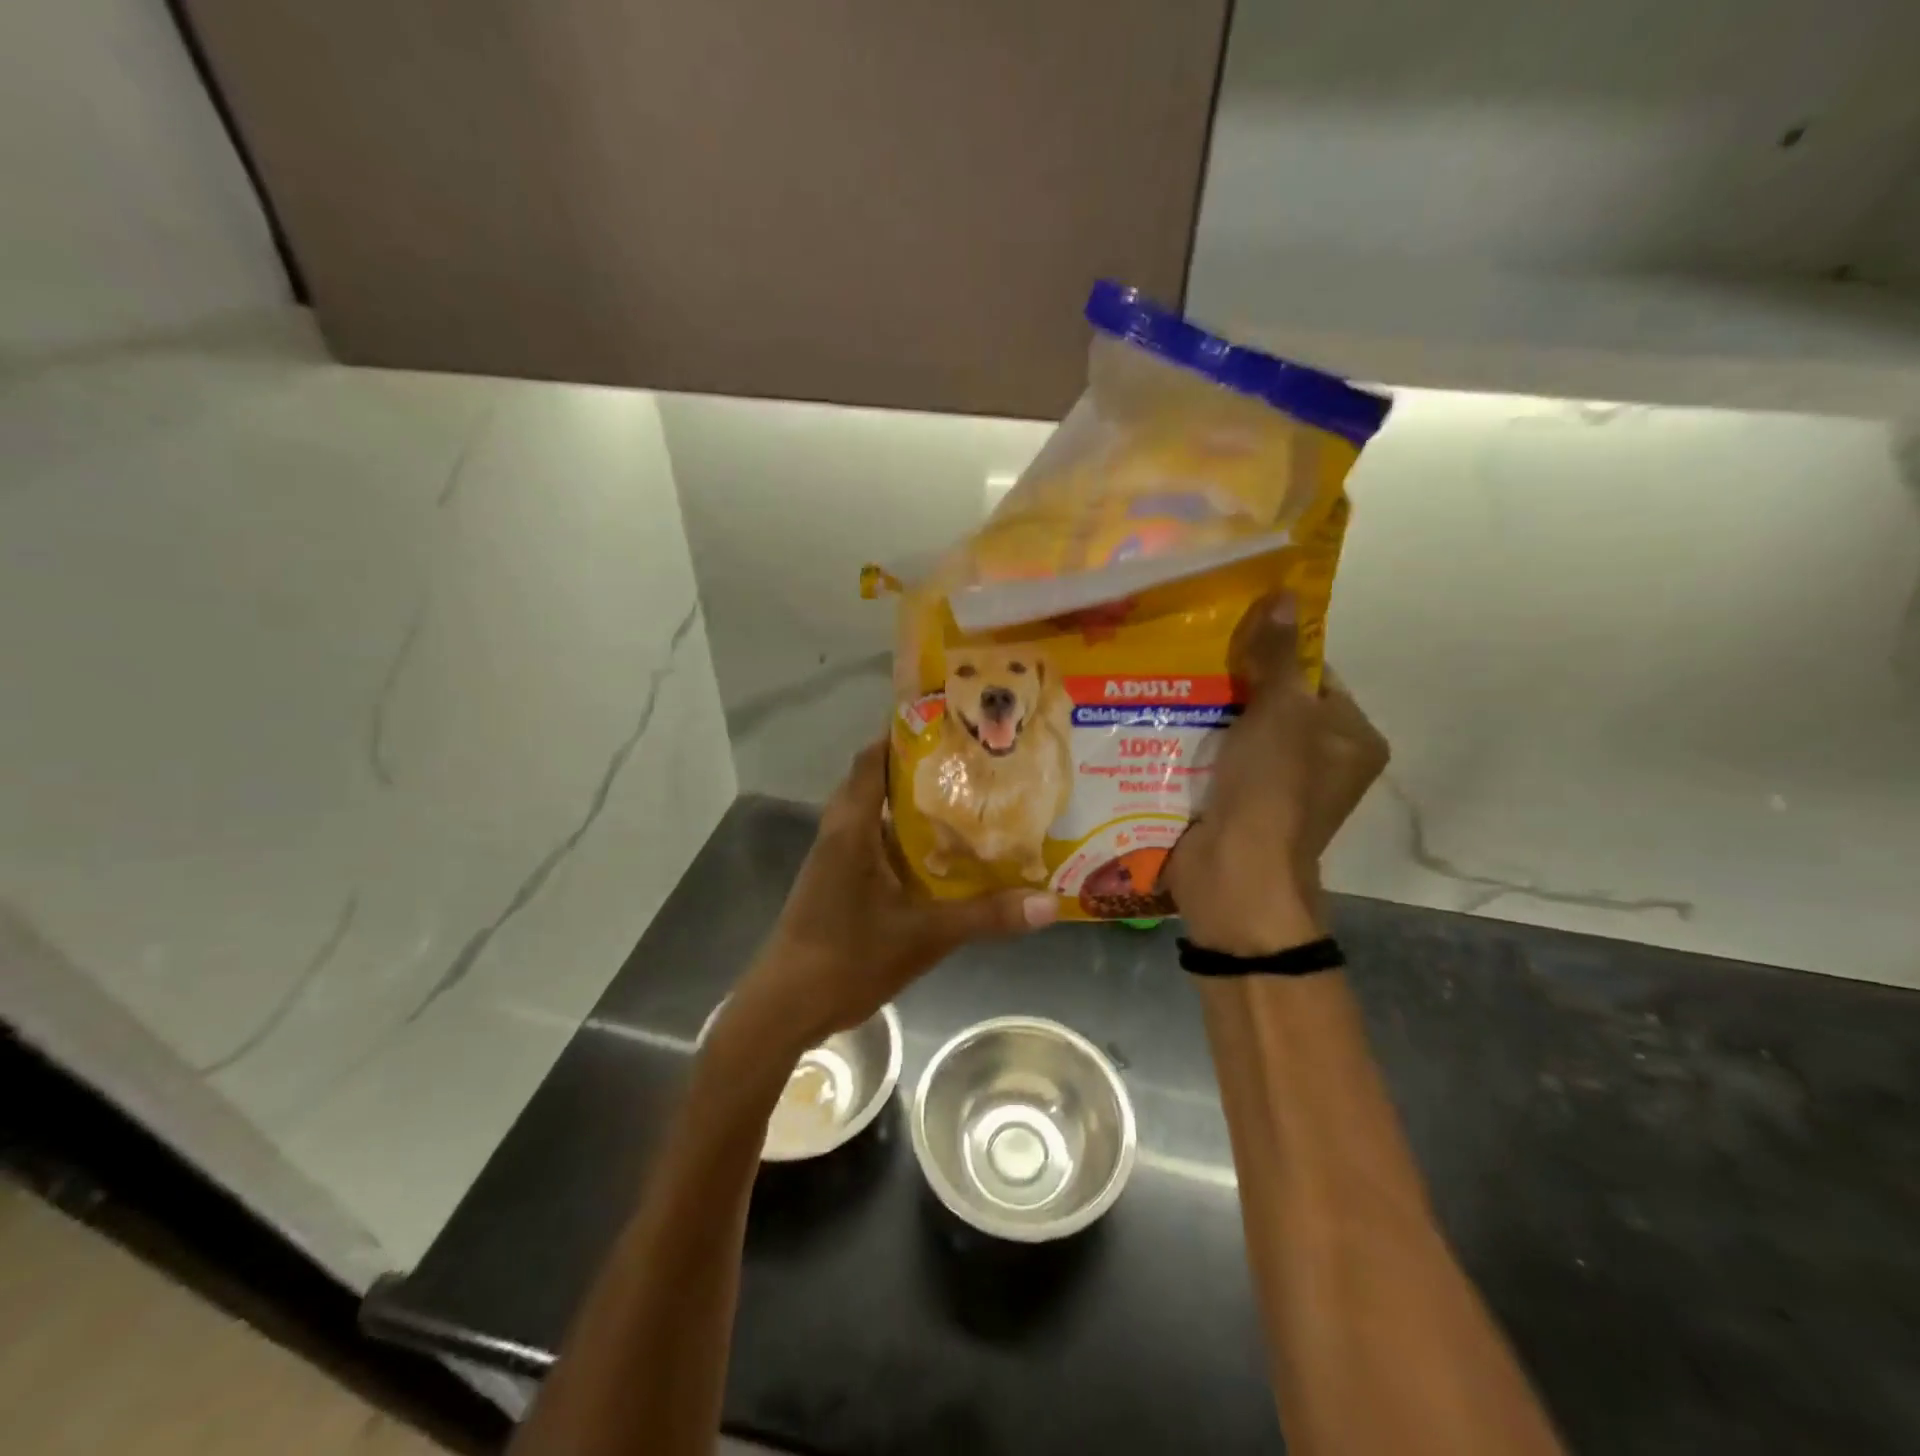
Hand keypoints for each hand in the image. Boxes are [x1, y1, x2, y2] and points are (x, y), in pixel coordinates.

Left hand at [731, 738, 1056, 1049]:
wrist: (786, 1007)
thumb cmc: (848, 958)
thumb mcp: (925, 936)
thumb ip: (985, 916)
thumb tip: (1049, 904)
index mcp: (852, 829)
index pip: (872, 761)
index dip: (903, 736)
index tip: (948, 724)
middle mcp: (839, 834)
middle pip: (873, 782)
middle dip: (915, 768)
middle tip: (967, 762)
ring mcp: (833, 860)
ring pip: (872, 815)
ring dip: (907, 805)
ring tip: (960, 800)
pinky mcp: (836, 884)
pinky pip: (870, 843)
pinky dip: (899, 838)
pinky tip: (935, 855)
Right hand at [1165, 597, 1389, 954]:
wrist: (1235, 872)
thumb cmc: (1272, 787)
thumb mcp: (1279, 711)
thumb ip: (1278, 656)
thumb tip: (1285, 594)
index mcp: (1352, 739)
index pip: (1318, 678)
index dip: (1278, 653)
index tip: (1232, 633)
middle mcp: (1322, 764)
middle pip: (1276, 705)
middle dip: (1235, 683)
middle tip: (1192, 654)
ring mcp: (1278, 789)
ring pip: (1241, 734)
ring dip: (1209, 713)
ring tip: (1167, 680)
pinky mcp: (1239, 805)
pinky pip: (1218, 761)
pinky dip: (1195, 744)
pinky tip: (1160, 722)